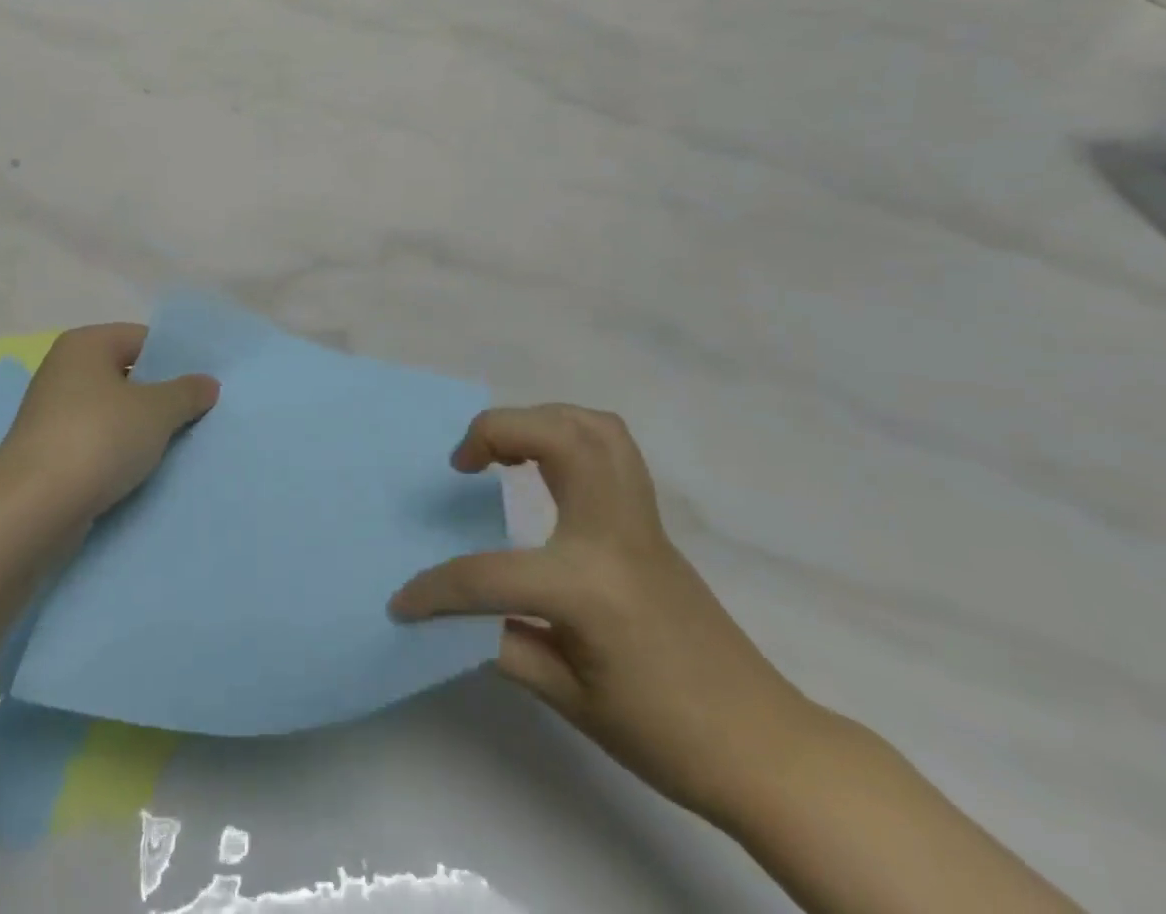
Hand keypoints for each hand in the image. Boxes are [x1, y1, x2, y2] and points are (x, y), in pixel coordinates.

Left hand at [0, 323, 218, 531]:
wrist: (32, 509)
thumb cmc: (98, 439)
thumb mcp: (156, 411)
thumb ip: (187, 392)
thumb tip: (207, 383)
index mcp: (85, 344)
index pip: (143, 338)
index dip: (176, 359)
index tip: (205, 383)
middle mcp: (64, 369)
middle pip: (127, 374)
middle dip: (161, 394)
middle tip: (199, 413)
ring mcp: (52, 412)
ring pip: (113, 411)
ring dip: (142, 427)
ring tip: (179, 444)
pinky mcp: (49, 451)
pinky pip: (97, 441)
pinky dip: (119, 451)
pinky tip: (145, 469)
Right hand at [390, 405, 820, 822]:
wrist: (763, 746)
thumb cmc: (666, 734)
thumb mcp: (570, 699)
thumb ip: (503, 643)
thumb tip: (454, 616)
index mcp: (589, 585)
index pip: (491, 574)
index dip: (437, 591)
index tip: (402, 602)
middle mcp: (614, 532)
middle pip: (556, 437)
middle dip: (496, 431)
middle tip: (462, 463)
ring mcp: (638, 518)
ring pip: (591, 427)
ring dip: (537, 421)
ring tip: (502, 451)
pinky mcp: (649, 520)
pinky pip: (612, 448)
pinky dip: (570, 433)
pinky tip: (546, 465)